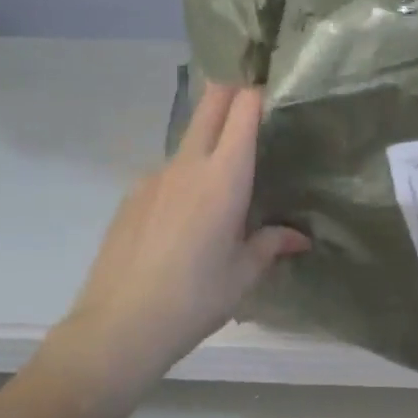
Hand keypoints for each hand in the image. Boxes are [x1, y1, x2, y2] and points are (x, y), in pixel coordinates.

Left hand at [50, 83, 307, 401]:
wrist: (120, 325)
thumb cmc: (195, 298)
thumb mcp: (243, 274)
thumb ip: (271, 245)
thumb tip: (298, 237)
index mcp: (223, 178)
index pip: (243, 110)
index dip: (260, 93)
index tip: (276, 97)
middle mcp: (187, 165)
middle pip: (210, 105)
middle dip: (232, 93)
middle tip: (254, 106)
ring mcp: (153, 177)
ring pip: (188, 142)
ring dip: (209, 145)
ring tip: (225, 187)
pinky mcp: (131, 196)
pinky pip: (167, 174)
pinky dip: (185, 180)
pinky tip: (187, 221)